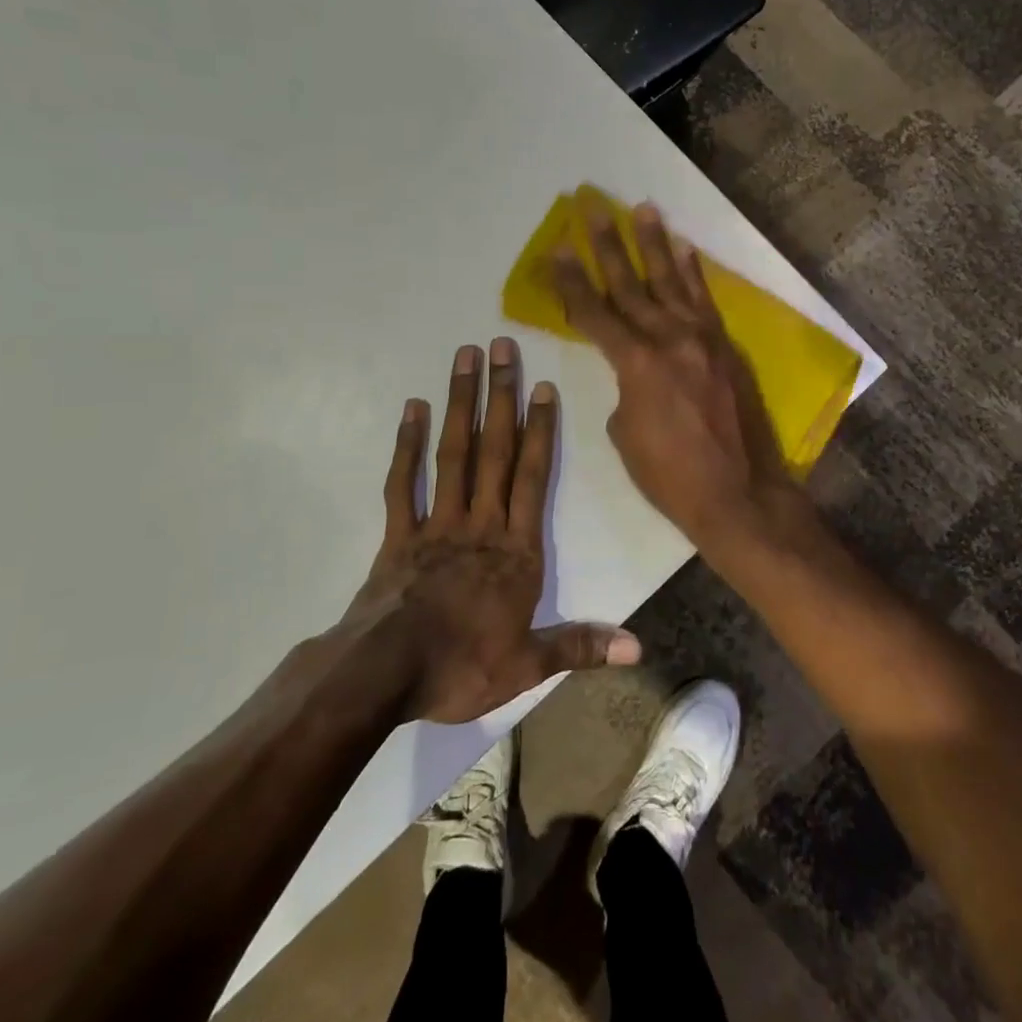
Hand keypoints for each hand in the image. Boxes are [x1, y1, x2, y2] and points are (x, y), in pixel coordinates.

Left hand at [345, 340, 640, 723]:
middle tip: (501, 346)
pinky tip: (414, 409)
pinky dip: (407, 445)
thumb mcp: (528, 665)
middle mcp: (480, 522)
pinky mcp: (398, 534)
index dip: (539, 429)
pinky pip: (403, 482)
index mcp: (515, 549)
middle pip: (494, 450)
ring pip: (453, 454)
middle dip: (500, 396)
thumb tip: (637, 648)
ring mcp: (437, 523)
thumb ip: (580, 647)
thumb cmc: (461, 666)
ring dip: (461, 404)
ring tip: (464, 358)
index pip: (531, 476)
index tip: (541, 385)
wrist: (384, 675)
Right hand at [550, 200, 799, 545]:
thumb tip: (634, 374)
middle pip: (630, 284)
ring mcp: (702, 339)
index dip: (571, 280)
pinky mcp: (724, 347)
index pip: (594, 312)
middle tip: (593, 207)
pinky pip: (704, 301)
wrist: (738, 492)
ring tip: (642, 208)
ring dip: (654, 243)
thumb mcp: (625, 434)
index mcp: (636, 363)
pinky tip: (685, 249)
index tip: (556, 249)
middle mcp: (669, 338)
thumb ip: (624, 390)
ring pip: (671, 281)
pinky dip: (693, 273)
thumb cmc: (670, 474)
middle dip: (607, 244)